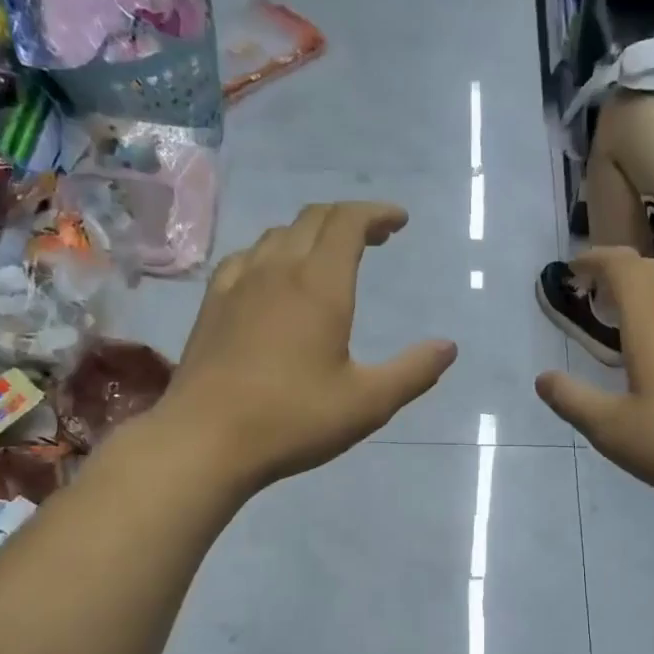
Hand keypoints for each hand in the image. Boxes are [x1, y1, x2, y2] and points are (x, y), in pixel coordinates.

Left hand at [156, 202, 456, 488]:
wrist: (205, 439)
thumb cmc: (293, 420)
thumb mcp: (368, 403)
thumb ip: (413, 372)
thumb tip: (448, 347)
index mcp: (320, 285)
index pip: (348, 222)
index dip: (376, 213)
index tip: (398, 221)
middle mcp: (277, 270)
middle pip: (312, 219)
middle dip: (348, 218)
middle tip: (374, 236)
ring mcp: (237, 284)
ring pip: (276, 235)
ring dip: (310, 233)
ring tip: (328, 255)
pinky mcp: (211, 305)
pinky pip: (246, 258)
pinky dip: (272, 253)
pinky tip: (272, 278)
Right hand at [535, 248, 653, 507]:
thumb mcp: (613, 430)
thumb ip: (573, 401)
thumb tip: (543, 379)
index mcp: (653, 321)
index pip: (623, 266)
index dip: (595, 260)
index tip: (572, 270)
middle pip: (652, 268)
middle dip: (619, 271)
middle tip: (593, 294)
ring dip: (644, 290)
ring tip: (620, 320)